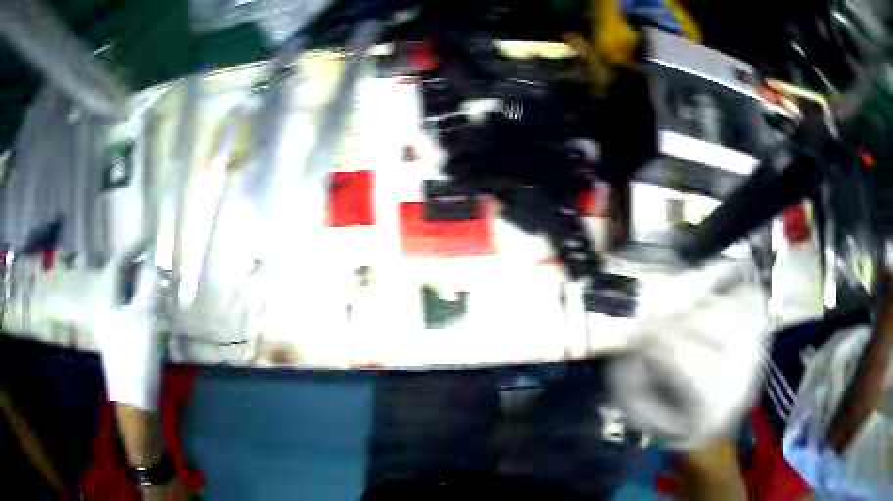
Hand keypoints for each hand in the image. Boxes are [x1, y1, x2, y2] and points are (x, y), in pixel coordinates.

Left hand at [91, 260, 160, 410]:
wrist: (133, 400)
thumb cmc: (135, 356)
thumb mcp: (144, 319)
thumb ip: (148, 288)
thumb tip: (152, 266)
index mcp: (107, 300)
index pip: (117, 265)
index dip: (132, 250)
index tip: (148, 240)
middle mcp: (106, 309)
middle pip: (120, 280)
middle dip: (138, 270)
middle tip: (158, 269)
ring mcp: (112, 327)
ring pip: (125, 297)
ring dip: (141, 288)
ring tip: (159, 289)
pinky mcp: (120, 341)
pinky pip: (129, 312)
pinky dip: (141, 305)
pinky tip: (152, 312)